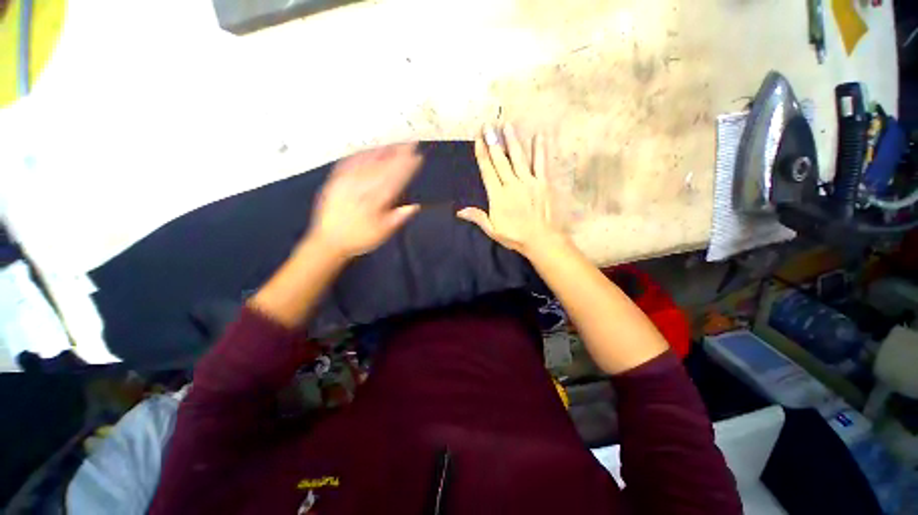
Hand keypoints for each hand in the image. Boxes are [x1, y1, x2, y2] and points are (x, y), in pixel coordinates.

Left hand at [307, 143, 422, 259]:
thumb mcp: (382, 233)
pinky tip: (369, 149)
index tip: (417, 157)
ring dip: (382, 151)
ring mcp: (346, 183)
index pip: (394, 181)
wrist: (328, 241)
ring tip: (394, 142)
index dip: (407, 168)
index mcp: (374, 202)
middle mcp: (361, 189)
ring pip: (367, 163)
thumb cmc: (360, 238)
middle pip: (383, 168)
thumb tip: (415, 206)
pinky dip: (360, 155)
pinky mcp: (335, 181)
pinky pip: (348, 164)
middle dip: (398, 155)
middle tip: (410, 143)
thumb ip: (397, 218)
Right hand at [457, 124, 560, 256]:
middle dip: (493, 142)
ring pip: (519, 158)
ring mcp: (529, 182)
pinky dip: (540, 150)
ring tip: (508, 124)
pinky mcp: (544, 183)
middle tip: (488, 125)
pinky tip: (539, 136)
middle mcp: (512, 185)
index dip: (482, 154)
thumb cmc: (515, 236)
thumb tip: (459, 211)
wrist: (541, 239)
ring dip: (512, 141)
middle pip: (500, 160)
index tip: (478, 139)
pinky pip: (541, 164)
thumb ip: (477, 217)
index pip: (488, 171)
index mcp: (498, 196)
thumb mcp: (493, 230)